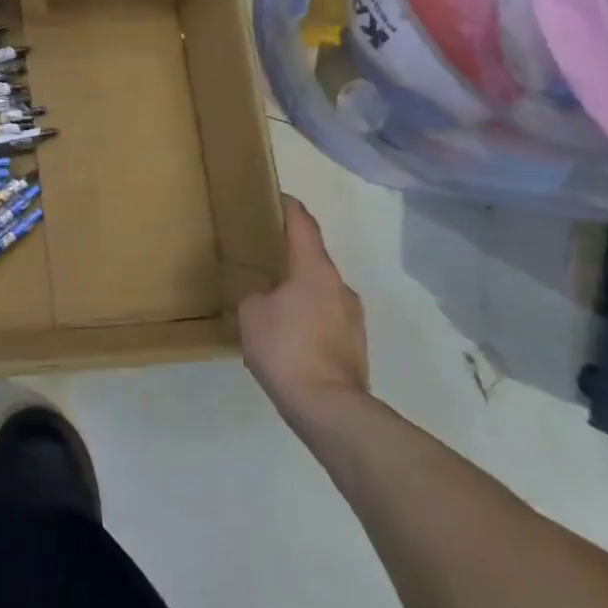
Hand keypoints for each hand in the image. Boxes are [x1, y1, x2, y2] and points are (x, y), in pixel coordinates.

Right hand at [239, 196, 369, 436]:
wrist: (329, 410)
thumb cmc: (287, 348)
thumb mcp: (252, 313)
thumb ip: (257, 295)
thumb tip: (267, 298)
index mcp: (314, 269)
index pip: (303, 224)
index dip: (289, 207)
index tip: (276, 197)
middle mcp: (339, 286)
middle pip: (313, 258)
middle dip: (291, 255)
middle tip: (264, 257)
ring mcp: (352, 318)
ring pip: (321, 291)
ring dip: (300, 290)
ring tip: (273, 302)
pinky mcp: (355, 346)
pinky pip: (326, 318)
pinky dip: (308, 318)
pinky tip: (288, 335)